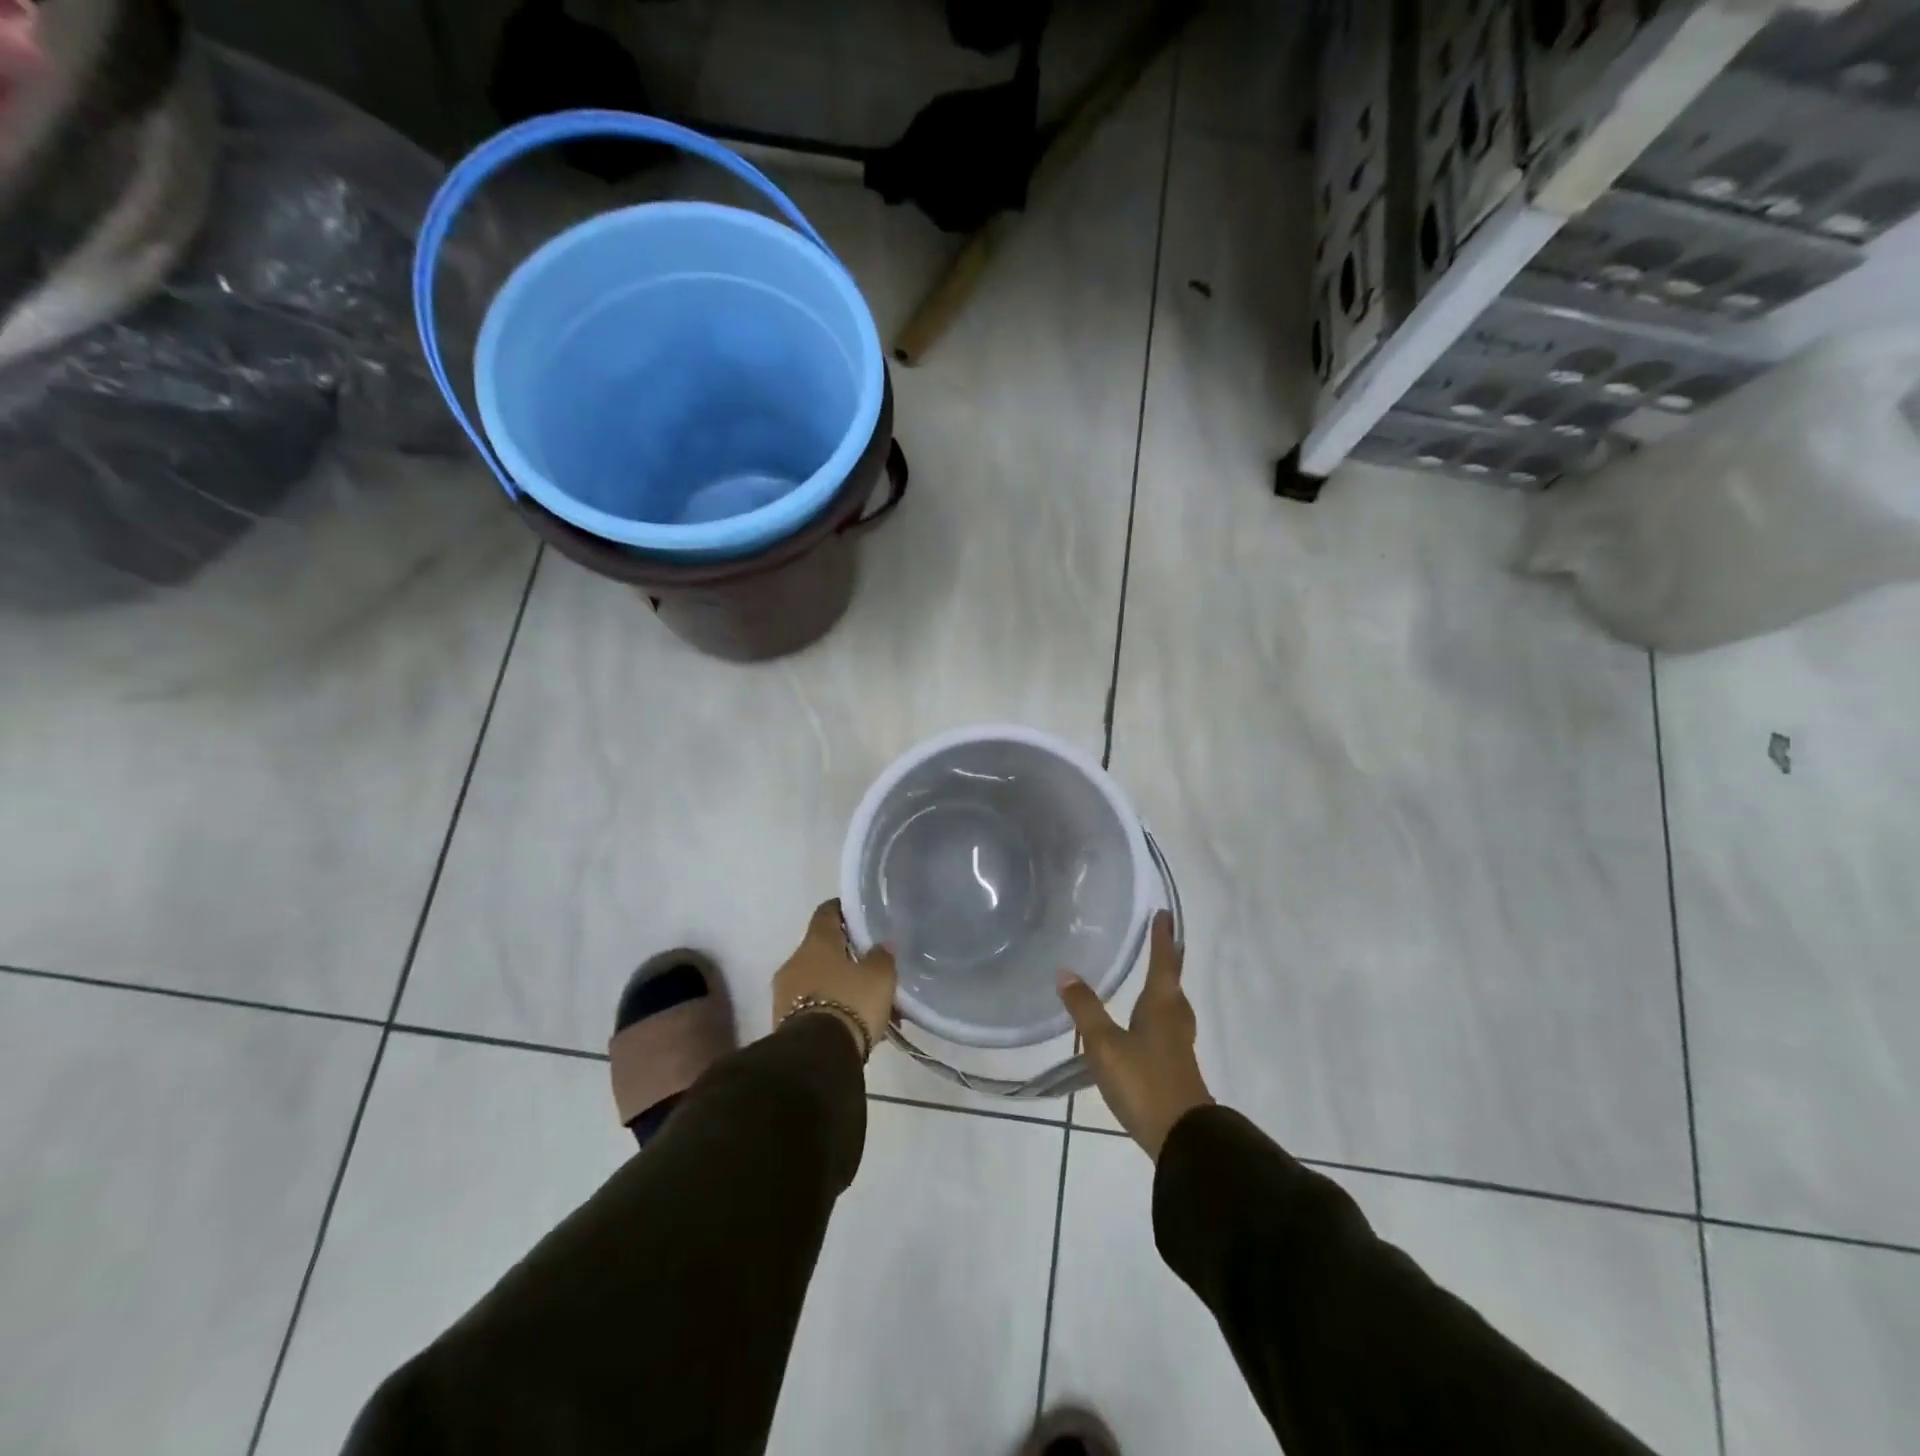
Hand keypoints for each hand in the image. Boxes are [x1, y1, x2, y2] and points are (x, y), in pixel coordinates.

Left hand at [772, 900, 896, 1060]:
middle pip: (823, 950)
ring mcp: (784, 993)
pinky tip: (854, 1026)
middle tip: (873, 972)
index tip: (860, 917)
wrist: (817, 1056)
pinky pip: (812, 1007)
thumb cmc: (851, 1002)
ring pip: (819, 981)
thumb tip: (881, 945)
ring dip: (841, 988)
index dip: (844, 911)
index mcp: (816, 942)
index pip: (827, 912)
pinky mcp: (783, 1022)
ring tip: (869, 1008)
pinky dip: (832, 1010)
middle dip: (848, 960)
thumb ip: (882, 956)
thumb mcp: (880, 977)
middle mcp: (795, 961)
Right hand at [1058, 911, 1211, 1158]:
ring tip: (1153, 980)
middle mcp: (1174, 1019)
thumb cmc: (1144, 1081)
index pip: (1163, 963)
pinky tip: (1144, 1027)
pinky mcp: (1175, 1067)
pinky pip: (1167, 1027)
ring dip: (1165, 989)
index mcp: (1161, 1006)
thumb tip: (1065, 972)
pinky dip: (1158, 1014)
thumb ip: (1085, 1009)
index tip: (1165, 914)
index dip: (1163, 938)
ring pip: (1172, 1007)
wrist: (1181, 1137)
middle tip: (1163, 941)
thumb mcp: (1105, 1044)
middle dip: (1168, 961)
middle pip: (1173, 983)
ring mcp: (1178, 1045)